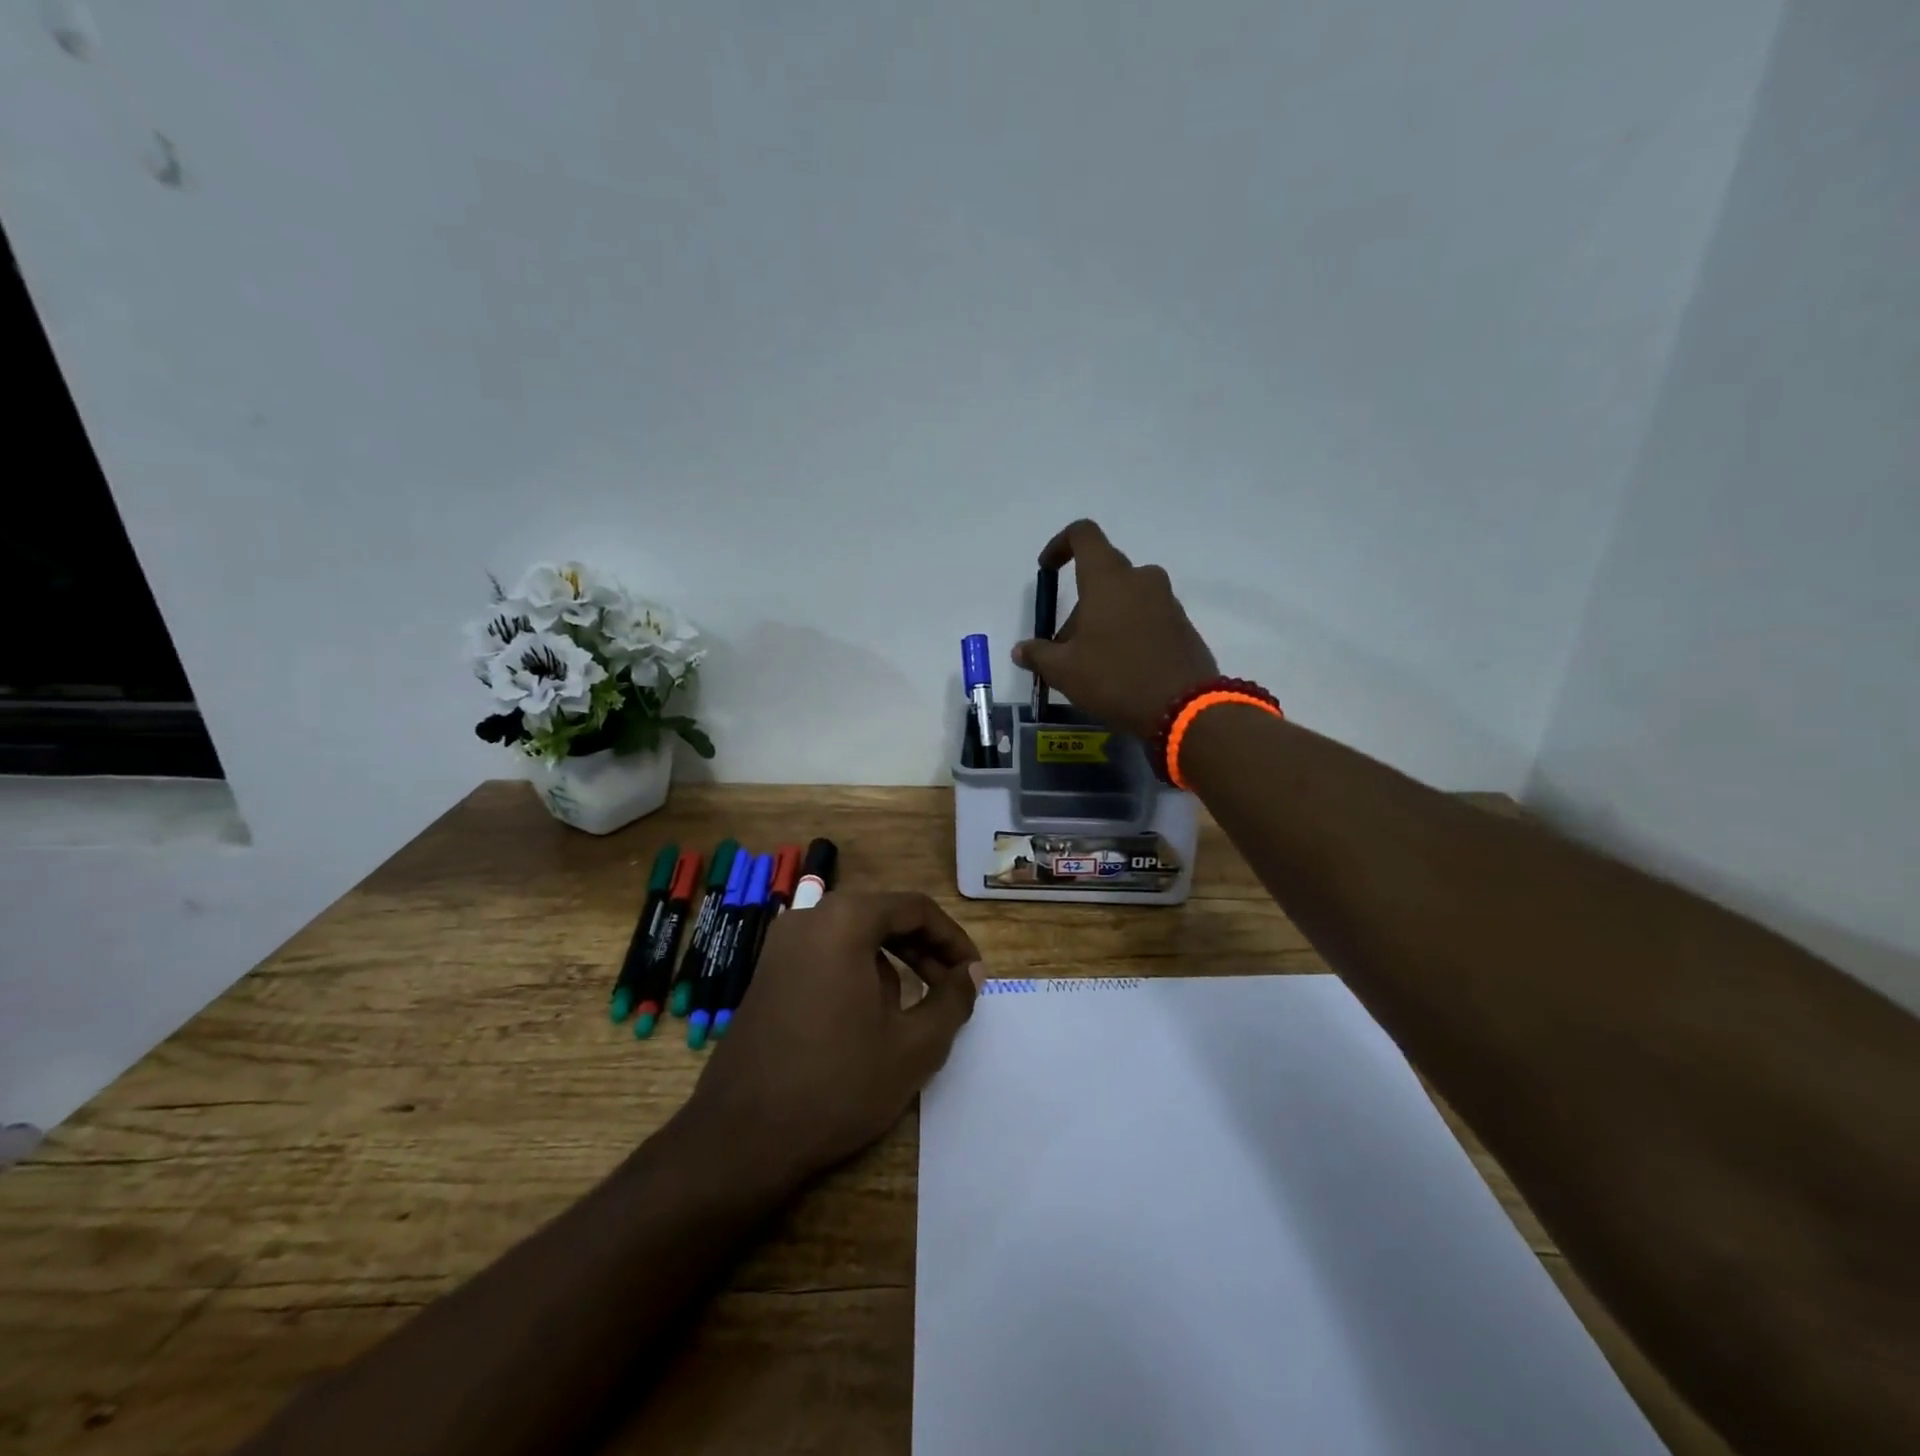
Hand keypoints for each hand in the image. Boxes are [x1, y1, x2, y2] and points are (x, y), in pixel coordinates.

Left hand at [685, 892, 984, 1182]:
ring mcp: (781, 946)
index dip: (953, 939)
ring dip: (892, 962)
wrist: (740, 1138)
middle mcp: (809, 918)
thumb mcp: (914, 1046)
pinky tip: (867, 1021)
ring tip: (911, 1012)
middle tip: (952, 989)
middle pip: (883, 916)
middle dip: (924, 949)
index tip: (973, 974)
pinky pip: (826, 955)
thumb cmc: (837, 1083)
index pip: (916, 908)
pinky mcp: (767, 974)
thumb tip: (971, 973)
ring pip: (854, 936)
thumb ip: (953, 1001)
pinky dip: (857, 972)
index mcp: (844, 920)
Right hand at [1013, 519, 1218, 738]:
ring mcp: (1166, 601)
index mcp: (1108, 578)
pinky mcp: (1182, 625)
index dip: (1060, 545)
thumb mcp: (1064, 671)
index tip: (1047, 570)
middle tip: (1064, 645)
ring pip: (1125, 598)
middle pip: (1102, 575)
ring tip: (1090, 662)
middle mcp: (1141, 580)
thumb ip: (1039, 654)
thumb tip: (1021, 650)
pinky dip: (1127, 631)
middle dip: (1079, 603)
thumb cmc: (1115, 678)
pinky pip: (1146, 616)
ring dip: (1103, 619)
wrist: (1183, 708)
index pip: (1083, 535)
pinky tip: (1119, 669)